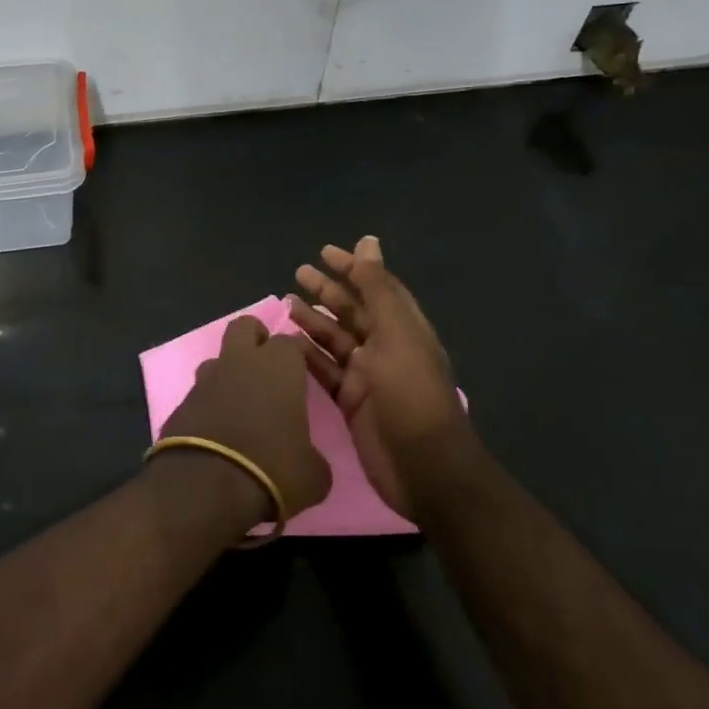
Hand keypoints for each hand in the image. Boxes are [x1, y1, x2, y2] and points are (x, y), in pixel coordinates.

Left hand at [156, 315, 331, 523]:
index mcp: (278, 367)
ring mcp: (205, 379)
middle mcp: (240, 362)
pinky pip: (200, 392)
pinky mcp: (181, 402)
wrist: (205, 485)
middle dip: (256, 337)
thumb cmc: (271, 469)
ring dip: (229, 373)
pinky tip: (218, 429)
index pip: (290, 341)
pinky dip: (210, 403)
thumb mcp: (313, 474)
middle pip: (244, 327)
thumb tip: (306, 458)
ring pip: (218, 359)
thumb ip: (312, 455)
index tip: (303, 371)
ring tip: (242, 403)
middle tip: (267, 365)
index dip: (297, 354)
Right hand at [290, 235, 468, 521]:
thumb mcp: (396, 333)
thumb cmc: (411, 394)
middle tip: (298, 273)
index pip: (376, 287)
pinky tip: (286, 343)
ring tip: (285, 303)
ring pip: (334, 340)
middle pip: (352, 311)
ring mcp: (367, 376)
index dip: (353, 268)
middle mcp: (385, 347)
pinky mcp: (350, 401)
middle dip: (327, 291)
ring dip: (312, 320)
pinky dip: (307, 355)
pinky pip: (324, 370)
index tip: (324, 252)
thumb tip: (368, 241)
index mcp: (403, 328)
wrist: (423, 468)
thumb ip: (378, 288)